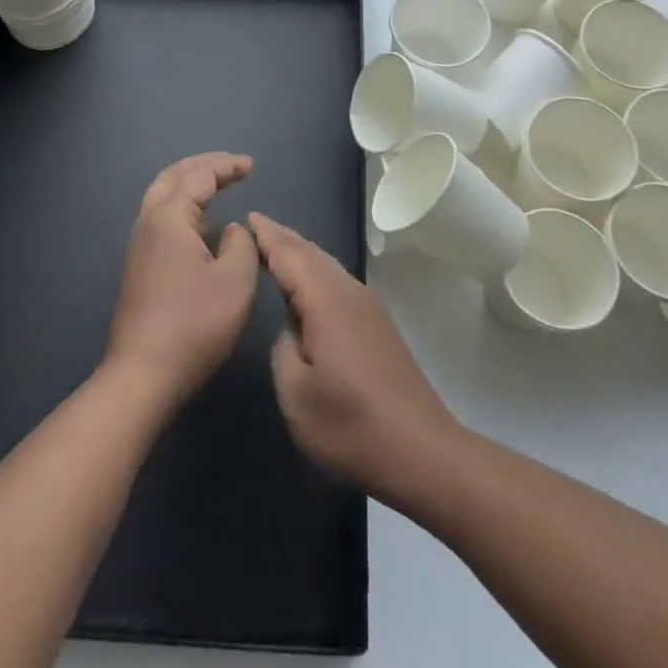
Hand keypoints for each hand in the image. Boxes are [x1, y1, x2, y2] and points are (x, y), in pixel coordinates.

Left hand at [103, 152, 259, 406]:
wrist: (143, 375)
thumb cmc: (194, 325)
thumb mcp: (235, 281)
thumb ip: (242, 243)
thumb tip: (232, 229)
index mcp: (168, 218)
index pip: (198, 176)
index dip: (226, 166)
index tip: (251, 166)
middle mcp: (147, 224)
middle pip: (172, 178)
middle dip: (202, 166)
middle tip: (231, 166)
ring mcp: (139, 247)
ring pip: (162, 199)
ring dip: (190, 187)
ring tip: (218, 189)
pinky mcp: (139, 268)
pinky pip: (162, 221)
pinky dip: (184, 210)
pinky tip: (203, 229)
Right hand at [252, 213, 461, 506]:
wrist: (422, 451)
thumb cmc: (351, 425)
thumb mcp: (296, 394)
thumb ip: (283, 349)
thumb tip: (291, 329)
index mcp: (326, 300)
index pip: (289, 255)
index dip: (266, 236)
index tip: (246, 217)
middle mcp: (349, 292)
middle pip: (311, 253)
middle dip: (283, 238)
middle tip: (256, 226)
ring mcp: (368, 307)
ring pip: (327, 266)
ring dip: (301, 253)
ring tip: (276, 247)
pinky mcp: (378, 325)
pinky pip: (338, 282)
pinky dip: (316, 272)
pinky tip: (309, 286)